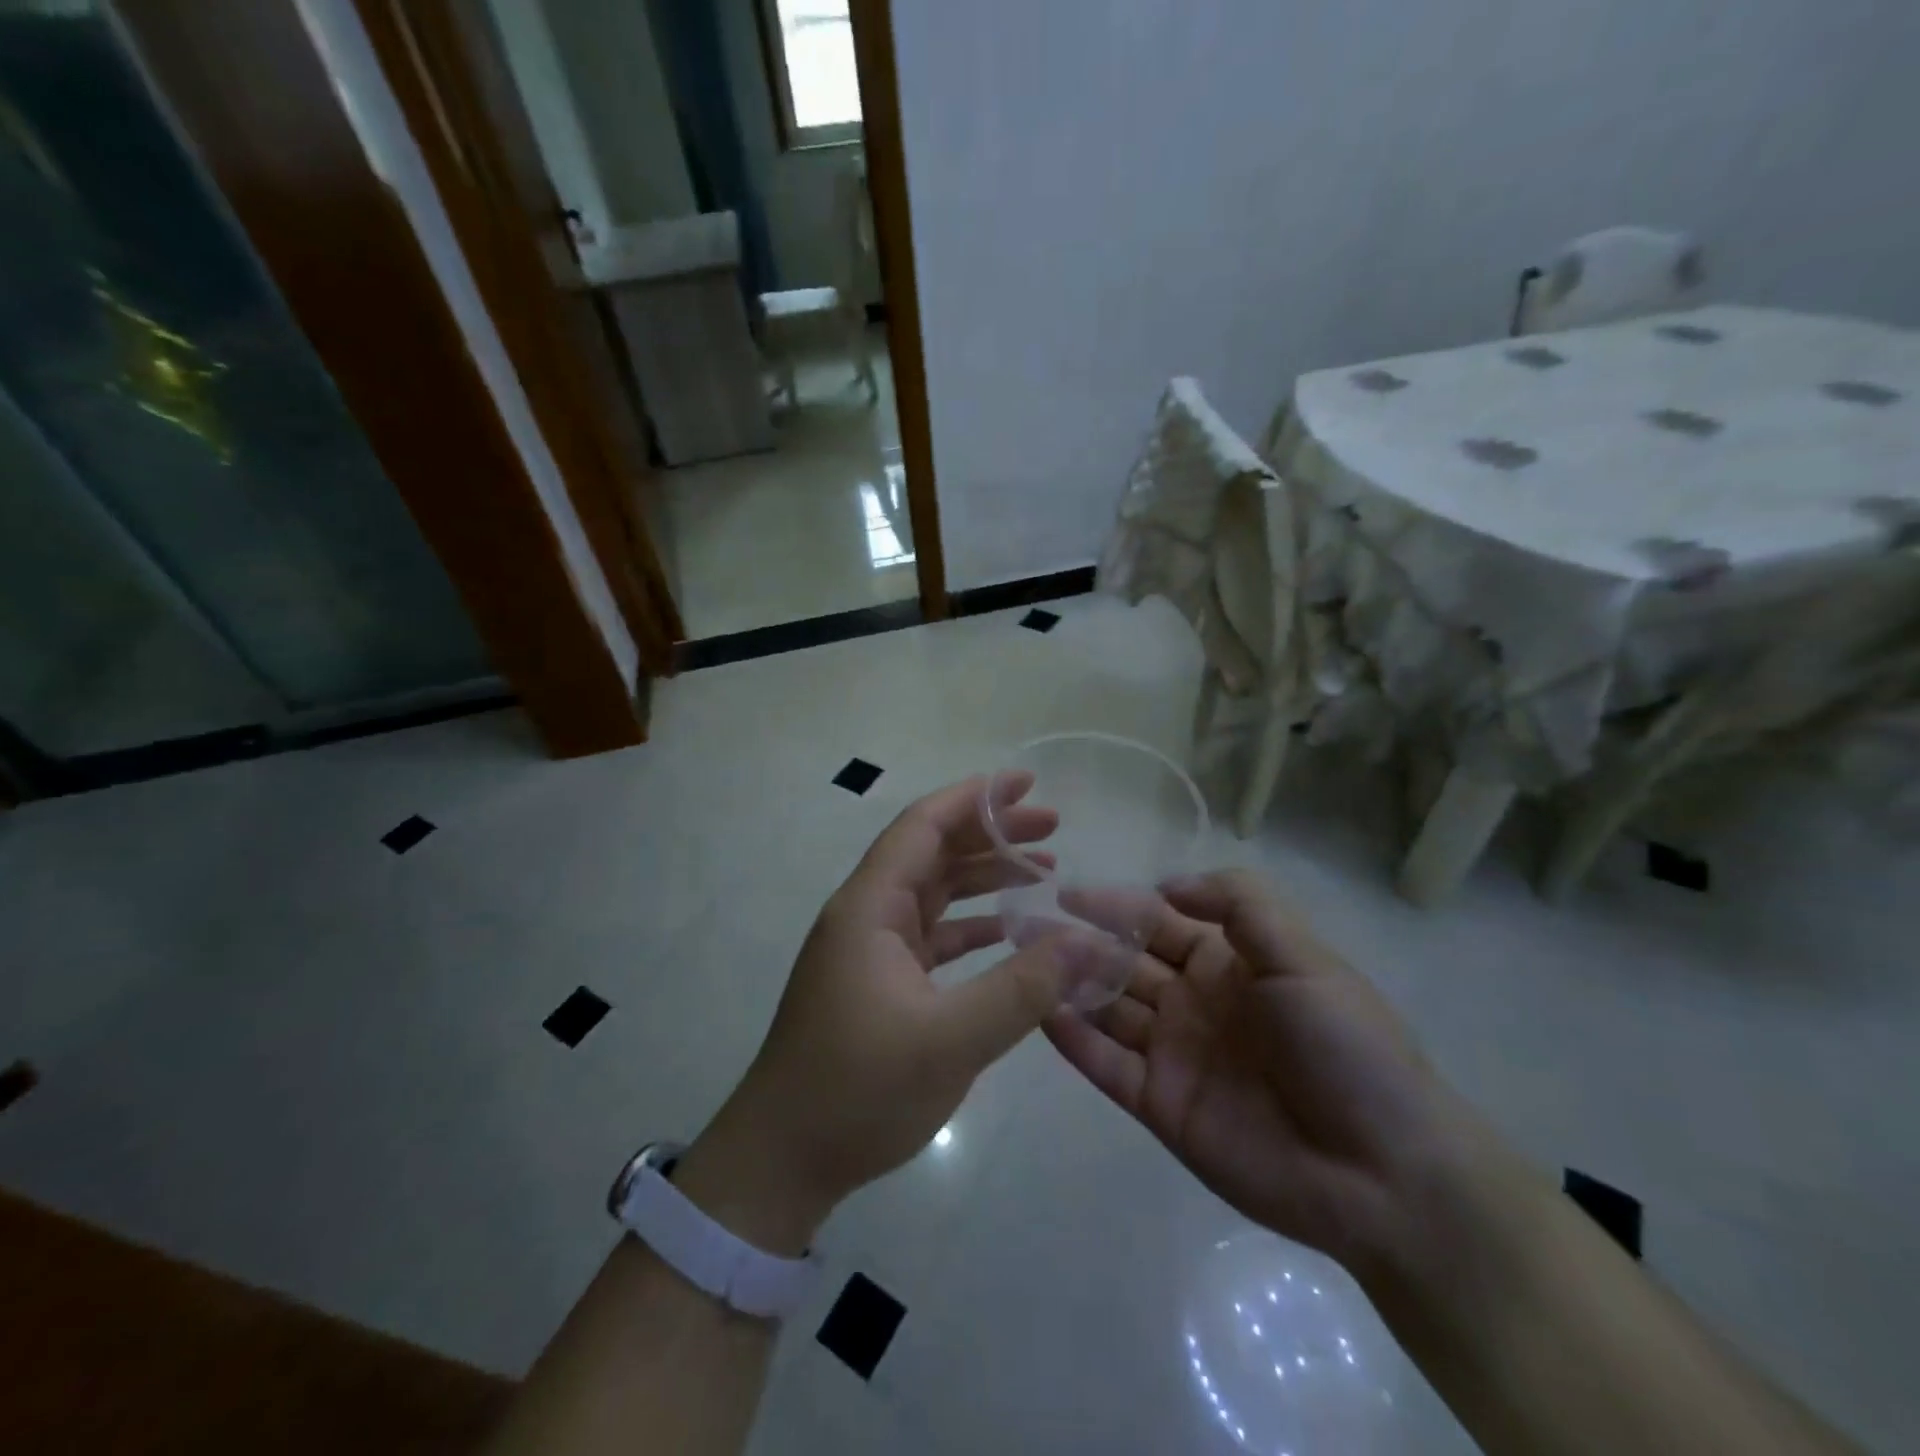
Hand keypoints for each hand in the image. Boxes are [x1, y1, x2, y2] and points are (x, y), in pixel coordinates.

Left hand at [672, 775, 1067, 1253]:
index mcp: (870, 907)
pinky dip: (971, 924)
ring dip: (983, 877)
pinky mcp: (877, 981)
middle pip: (932, 852)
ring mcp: (870, 949)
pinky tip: (1009, 931)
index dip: (975, 798)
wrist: (783, 1160)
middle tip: (1052, 827)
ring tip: (1044, 870)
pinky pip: (931, 933)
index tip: (1025, 784)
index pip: (923, 827)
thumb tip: (1085, 943)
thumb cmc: (857, 1091)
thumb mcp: (950, 1040)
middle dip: (990, 834)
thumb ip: (1022, 988)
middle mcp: (866, 915)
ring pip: (933, 892)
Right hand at [1044, 869, 1480, 1272]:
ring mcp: (1173, 1053)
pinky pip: (1106, 1064)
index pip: (1157, 921)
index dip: (1115, 904)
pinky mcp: (1159, 1104)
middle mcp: (1193, 1001)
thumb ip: (1239, 904)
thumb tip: (1167, 884)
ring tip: (1022, 961)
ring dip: (1068, 983)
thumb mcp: (1304, 955)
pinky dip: (1073, 1039)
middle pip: (1123, 961)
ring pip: (1108, 1008)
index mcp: (1228, 963)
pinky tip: (1039, 1011)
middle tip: (1025, 924)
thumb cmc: (1345, 1048)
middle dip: (1077, 940)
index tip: (1067, 891)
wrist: (1383, 1173)